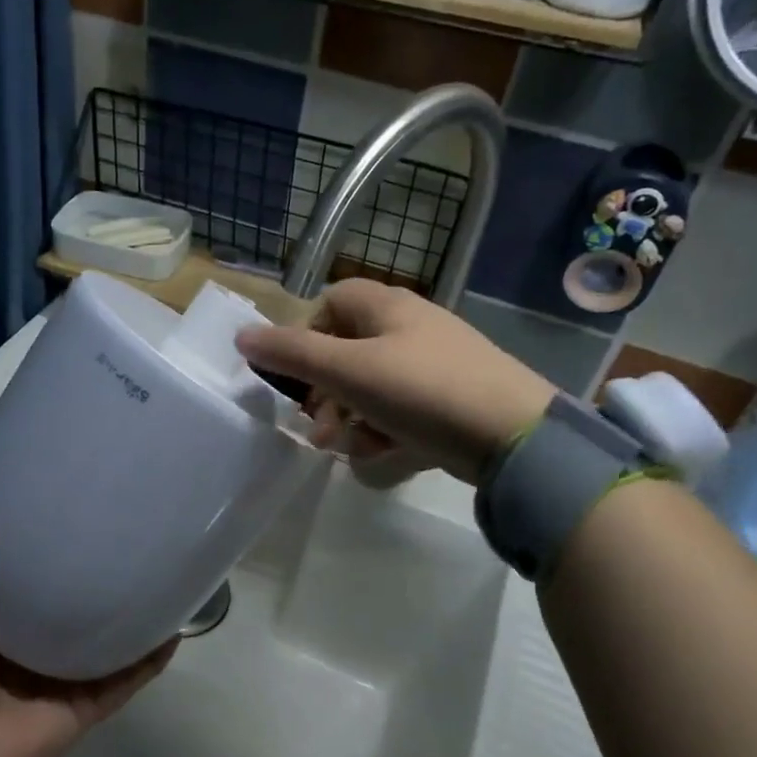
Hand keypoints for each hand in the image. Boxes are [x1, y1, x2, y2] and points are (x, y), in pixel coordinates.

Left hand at [0, 510, 175, 756]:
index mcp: (3, 630)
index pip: (32, 584)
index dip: (47, 554)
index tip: (68, 516)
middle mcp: (40, 651)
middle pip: (76, 611)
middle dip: (98, 583)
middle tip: (125, 541)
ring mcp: (69, 679)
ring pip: (109, 643)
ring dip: (132, 620)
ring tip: (161, 580)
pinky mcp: (91, 704)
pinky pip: (128, 679)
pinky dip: (151, 660)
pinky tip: (174, 632)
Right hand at [237, 280, 554, 483]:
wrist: (515, 435)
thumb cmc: (422, 391)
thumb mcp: (348, 371)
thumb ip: (293, 354)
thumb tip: (241, 337)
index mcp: (387, 308)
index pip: (332, 300)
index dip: (306, 334)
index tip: (298, 376)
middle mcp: (412, 327)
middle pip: (350, 349)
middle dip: (325, 391)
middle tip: (317, 430)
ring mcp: (436, 363)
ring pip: (374, 384)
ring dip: (350, 416)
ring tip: (346, 449)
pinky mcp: (453, 398)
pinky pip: (403, 408)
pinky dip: (384, 429)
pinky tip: (381, 455)